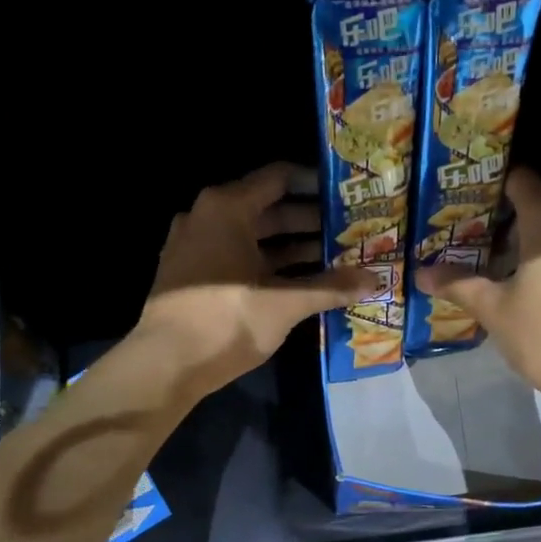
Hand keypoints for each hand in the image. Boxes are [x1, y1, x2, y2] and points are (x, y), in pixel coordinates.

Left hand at [135, 163, 378, 398]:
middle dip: (310, 221)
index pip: (279, 178)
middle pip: (267, 208)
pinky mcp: (192, 276)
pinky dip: (268, 265)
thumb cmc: (226, 320)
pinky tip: (300, 283)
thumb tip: (375, 280)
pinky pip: (237, 258)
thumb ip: (331, 287)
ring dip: (292, 247)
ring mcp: (196, 247)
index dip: (315, 184)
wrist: (165, 364)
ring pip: (253, 237)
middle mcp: (207, 217)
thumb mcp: (285, 303)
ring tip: (335, 259)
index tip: (346, 195)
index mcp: (227, 208)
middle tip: (350, 232)